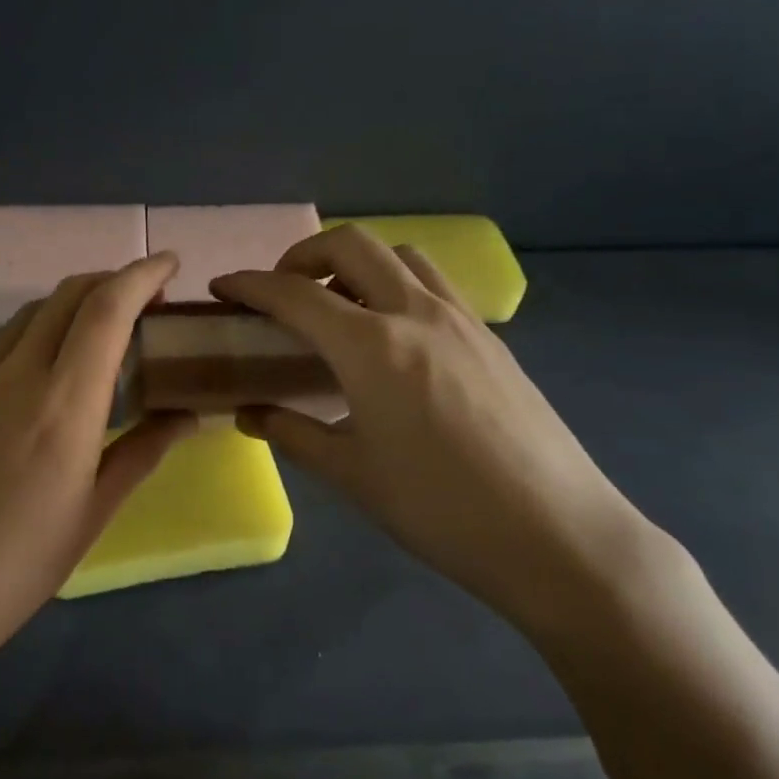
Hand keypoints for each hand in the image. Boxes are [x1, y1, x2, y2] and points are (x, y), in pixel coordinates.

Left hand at [0, 254, 195, 672]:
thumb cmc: (19, 568)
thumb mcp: (94, 513)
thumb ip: (143, 451)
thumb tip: (187, 413)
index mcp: (63, 406)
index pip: (106, 309)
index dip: (141, 274)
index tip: (170, 265)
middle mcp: (14, 376)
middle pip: (66, 296)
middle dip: (111, 281)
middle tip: (144, 300)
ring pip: (29, 315)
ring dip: (72, 306)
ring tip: (100, 334)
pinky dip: (35, 334)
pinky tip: (44, 369)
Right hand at [213, 227, 692, 642]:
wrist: (556, 534)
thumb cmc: (440, 510)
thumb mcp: (351, 475)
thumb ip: (292, 434)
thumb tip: (249, 413)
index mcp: (371, 347)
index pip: (295, 294)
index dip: (250, 284)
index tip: (222, 288)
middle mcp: (416, 313)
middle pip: (351, 245)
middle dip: (303, 255)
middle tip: (283, 292)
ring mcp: (462, 320)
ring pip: (400, 256)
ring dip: (357, 263)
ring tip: (339, 307)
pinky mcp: (491, 338)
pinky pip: (434, 284)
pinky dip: (397, 285)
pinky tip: (394, 336)